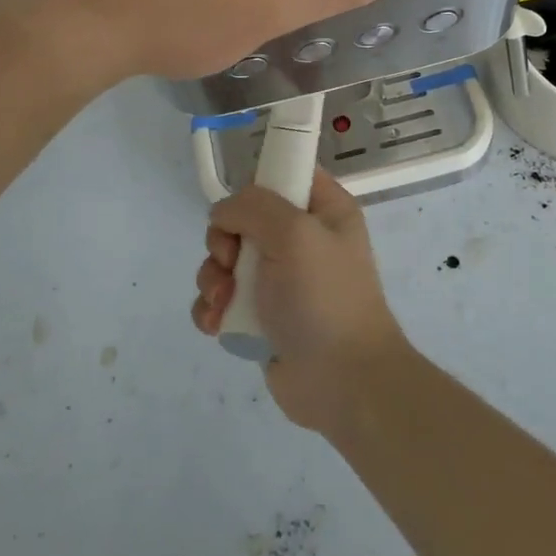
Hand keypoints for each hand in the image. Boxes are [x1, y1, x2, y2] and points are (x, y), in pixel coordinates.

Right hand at [191, 171, 407, 433]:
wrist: (343, 383)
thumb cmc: (324, 297)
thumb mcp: (294, 233)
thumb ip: (253, 206)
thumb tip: (224, 213)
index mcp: (323, 209)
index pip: (283, 173)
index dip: (256, 185)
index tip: (240, 209)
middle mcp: (302, 239)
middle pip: (244, 218)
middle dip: (224, 241)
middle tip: (230, 262)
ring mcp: (281, 279)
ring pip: (226, 259)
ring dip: (214, 279)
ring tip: (223, 303)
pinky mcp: (262, 316)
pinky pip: (223, 298)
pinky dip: (213, 309)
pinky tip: (217, 325)